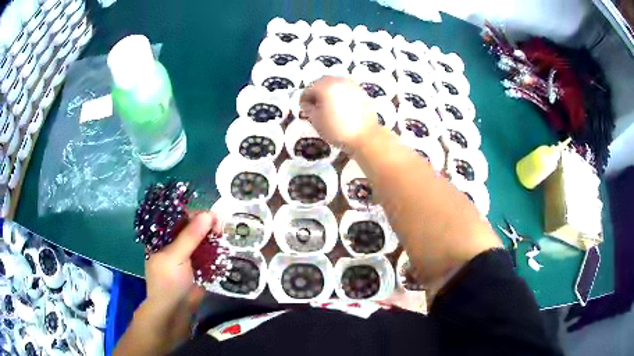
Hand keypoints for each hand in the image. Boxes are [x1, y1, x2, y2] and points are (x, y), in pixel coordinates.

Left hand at [144, 211, 221, 320]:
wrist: (175, 311)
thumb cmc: (168, 281)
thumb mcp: (176, 256)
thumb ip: (191, 236)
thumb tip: (209, 214)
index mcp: (162, 236)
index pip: (177, 217)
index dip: (193, 213)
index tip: (209, 216)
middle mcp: (174, 242)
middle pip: (191, 226)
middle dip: (206, 225)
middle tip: (220, 227)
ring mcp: (187, 254)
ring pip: (202, 239)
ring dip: (213, 236)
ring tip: (224, 235)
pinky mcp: (199, 265)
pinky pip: (208, 253)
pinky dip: (216, 249)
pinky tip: (224, 246)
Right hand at [300, 76, 378, 152]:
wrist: (365, 136)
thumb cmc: (337, 130)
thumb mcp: (316, 121)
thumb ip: (308, 109)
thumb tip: (307, 104)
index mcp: (325, 86)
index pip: (308, 88)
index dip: (304, 99)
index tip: (304, 108)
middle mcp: (338, 81)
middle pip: (322, 82)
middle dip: (317, 92)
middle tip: (315, 106)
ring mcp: (352, 85)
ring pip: (335, 84)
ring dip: (329, 92)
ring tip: (329, 107)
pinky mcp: (362, 91)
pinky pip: (346, 89)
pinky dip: (341, 95)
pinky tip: (342, 107)